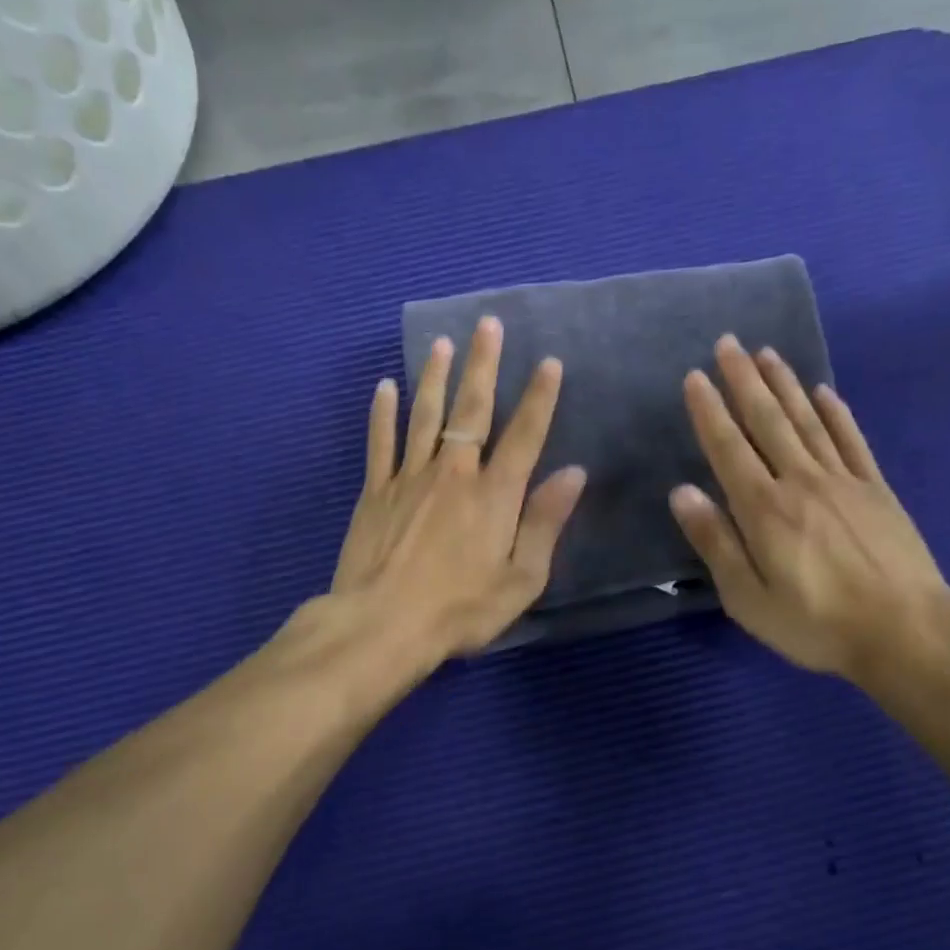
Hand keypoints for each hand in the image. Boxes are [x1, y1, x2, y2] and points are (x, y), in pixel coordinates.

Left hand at [330, 316, 586, 661]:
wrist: (382, 625)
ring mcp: (409, 479)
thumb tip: (573, 474)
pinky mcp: (375, 493)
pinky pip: (380, 442)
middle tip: (487, 324)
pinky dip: (383, 413)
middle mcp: (453, 473)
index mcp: (495, 495)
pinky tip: (385, 387)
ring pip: (424, 415)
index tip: (549, 362)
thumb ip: (545, 522)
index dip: (539, 398)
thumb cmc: (461, 609)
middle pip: (471, 409)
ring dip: (435, 376)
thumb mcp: (521, 578)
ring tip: (441, 341)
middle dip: (482, 365)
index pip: (524, 435)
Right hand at [669, 335, 949, 692]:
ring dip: (784, 384)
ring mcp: (843, 480)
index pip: (728, 448)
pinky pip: (851, 440)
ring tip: (766, 353)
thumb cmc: (816, 623)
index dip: (709, 411)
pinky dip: (836, 412)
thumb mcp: (748, 598)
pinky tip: (824, 391)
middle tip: (727, 343)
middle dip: (744, 380)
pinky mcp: (876, 489)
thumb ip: (715, 542)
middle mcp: (800, 481)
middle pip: (767, 421)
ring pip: (807, 420)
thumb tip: (682, 492)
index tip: (695, 377)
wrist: (906, 631)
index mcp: (763, 509)